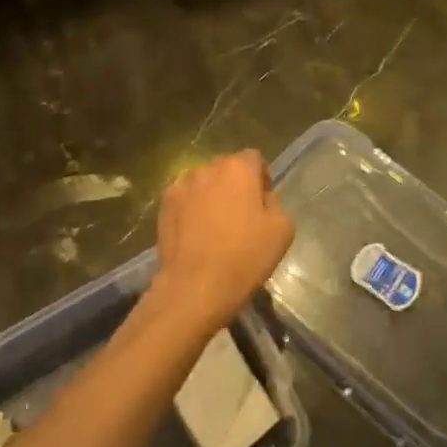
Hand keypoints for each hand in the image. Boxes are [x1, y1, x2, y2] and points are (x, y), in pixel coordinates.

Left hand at [149, 151, 293, 338]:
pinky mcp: (164, 205)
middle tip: (241, 216)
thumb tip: (263, 198)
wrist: (196, 287)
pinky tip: (195, 234)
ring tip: (215, 227)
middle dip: (235, 185)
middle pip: (226, 168)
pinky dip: (191, 209)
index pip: (254, 158)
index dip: (261, 178)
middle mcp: (207, 169)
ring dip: (212, 195)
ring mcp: (181, 186)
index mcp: (238, 169)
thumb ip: (275, 204)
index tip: (263, 203)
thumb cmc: (244, 258)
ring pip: (203, 183)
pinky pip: (185, 199)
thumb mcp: (282, 231)